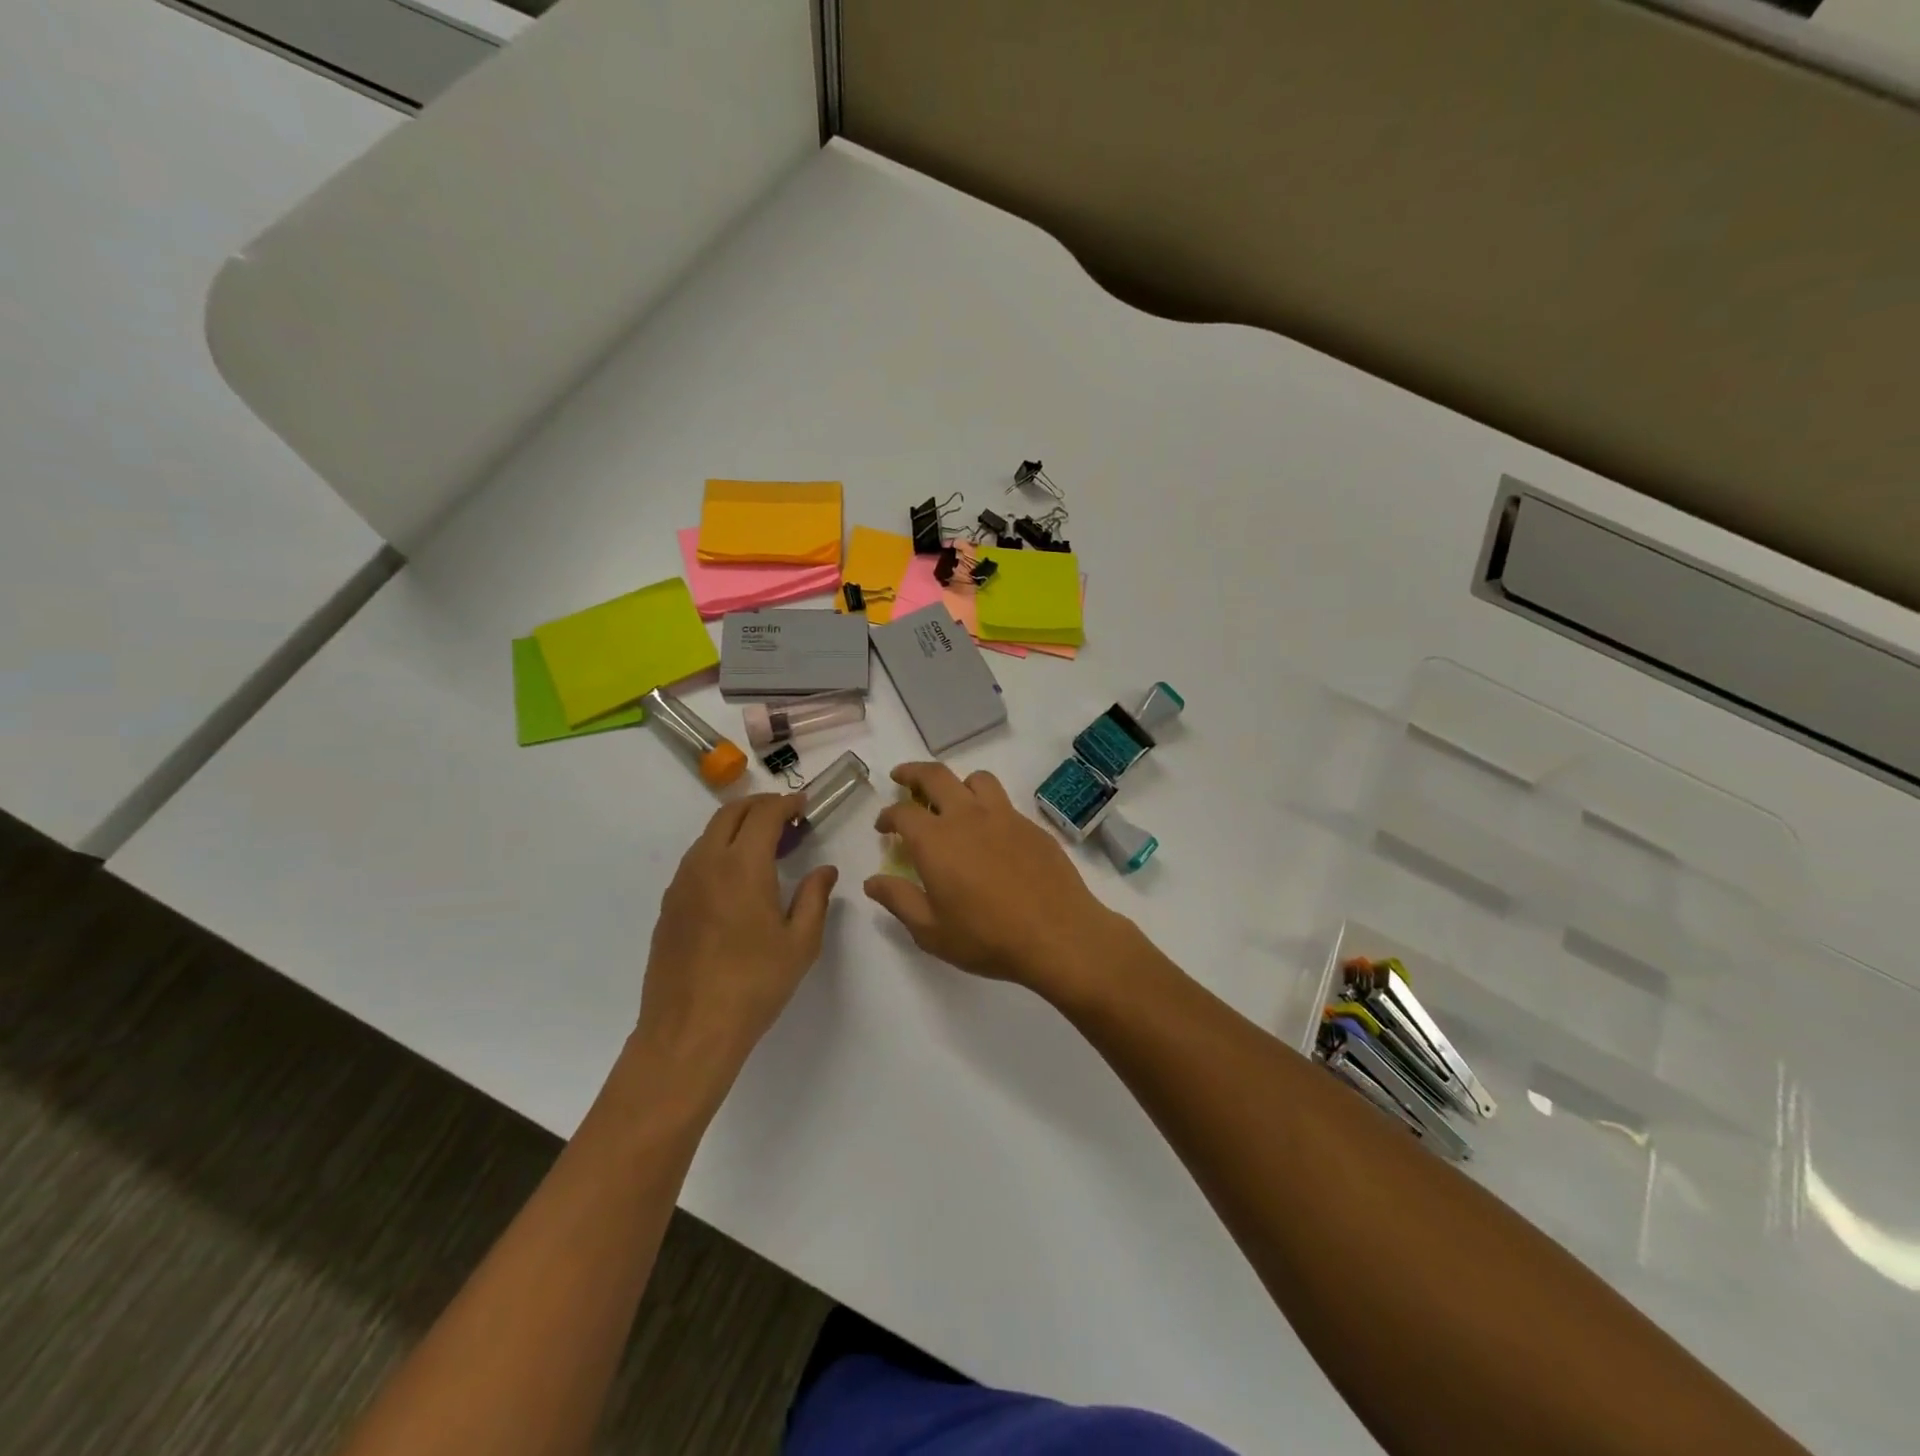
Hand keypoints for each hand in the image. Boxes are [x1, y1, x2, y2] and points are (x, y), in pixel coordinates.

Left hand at [634, 794, 837, 1102]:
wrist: (689, 1030)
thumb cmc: (754, 984)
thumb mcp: (801, 943)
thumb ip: (814, 898)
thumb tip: (824, 871)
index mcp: (743, 865)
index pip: (764, 814)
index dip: (786, 803)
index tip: (803, 805)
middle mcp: (707, 864)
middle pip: (730, 814)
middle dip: (759, 806)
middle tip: (786, 817)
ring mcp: (682, 884)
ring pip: (709, 835)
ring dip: (737, 827)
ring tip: (764, 846)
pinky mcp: (669, 906)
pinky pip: (696, 861)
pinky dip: (719, 851)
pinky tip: (735, 880)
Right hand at [863, 762, 1127, 1000]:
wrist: (1058, 935)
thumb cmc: (987, 937)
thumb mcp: (931, 930)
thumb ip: (899, 900)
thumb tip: (872, 881)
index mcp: (936, 840)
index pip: (902, 813)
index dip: (887, 815)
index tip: (883, 826)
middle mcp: (967, 816)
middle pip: (936, 776)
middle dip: (913, 773)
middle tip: (902, 778)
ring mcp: (1004, 817)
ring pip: (976, 780)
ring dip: (957, 783)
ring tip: (952, 800)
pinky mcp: (1032, 826)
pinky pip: (1004, 802)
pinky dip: (987, 806)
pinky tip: (990, 833)